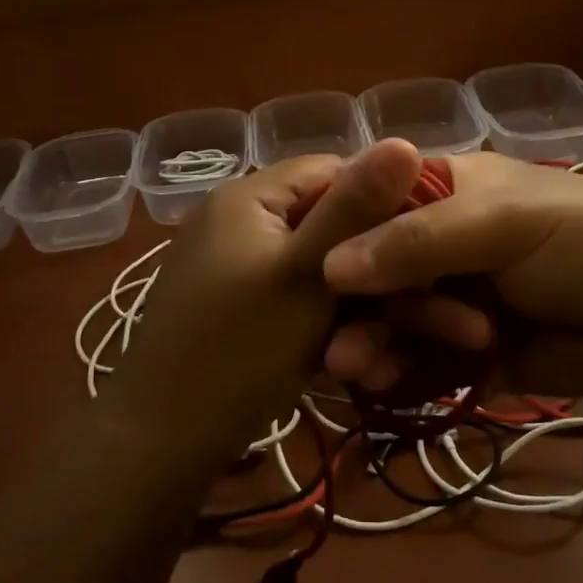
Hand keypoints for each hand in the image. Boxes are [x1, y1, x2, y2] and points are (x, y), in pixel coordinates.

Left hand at [112, 139, 424, 467]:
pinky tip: (345, 361)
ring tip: (380, 353)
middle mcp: (237, 220)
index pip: (333, 171)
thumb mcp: (307, 276)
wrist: (158, 442)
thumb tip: (404, 140)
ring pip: (314, 270)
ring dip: (352, 308)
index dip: (384, 203)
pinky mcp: (232, 306)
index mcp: (249, 195)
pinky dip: (320, 324)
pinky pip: (291, 299)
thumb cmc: (238, 350)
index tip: (423, 249)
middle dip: (372, 271)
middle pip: (325, 225)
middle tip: (417, 316)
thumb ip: (355, 210)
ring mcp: (232, 266)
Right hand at [319, 152, 582, 399]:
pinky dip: (394, 369)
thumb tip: (330, 265)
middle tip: (335, 344)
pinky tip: (379, 382)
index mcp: (435, 191)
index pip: (363, 205)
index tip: (295, 273)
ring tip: (353, 368)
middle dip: (351, 305)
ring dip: (367, 340)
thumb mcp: (502, 222)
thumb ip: (419, 240)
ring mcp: (444, 296)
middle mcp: (430, 241)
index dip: (329, 235)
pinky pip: (413, 357)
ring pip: (385, 317)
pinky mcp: (461, 347)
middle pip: (366, 270)